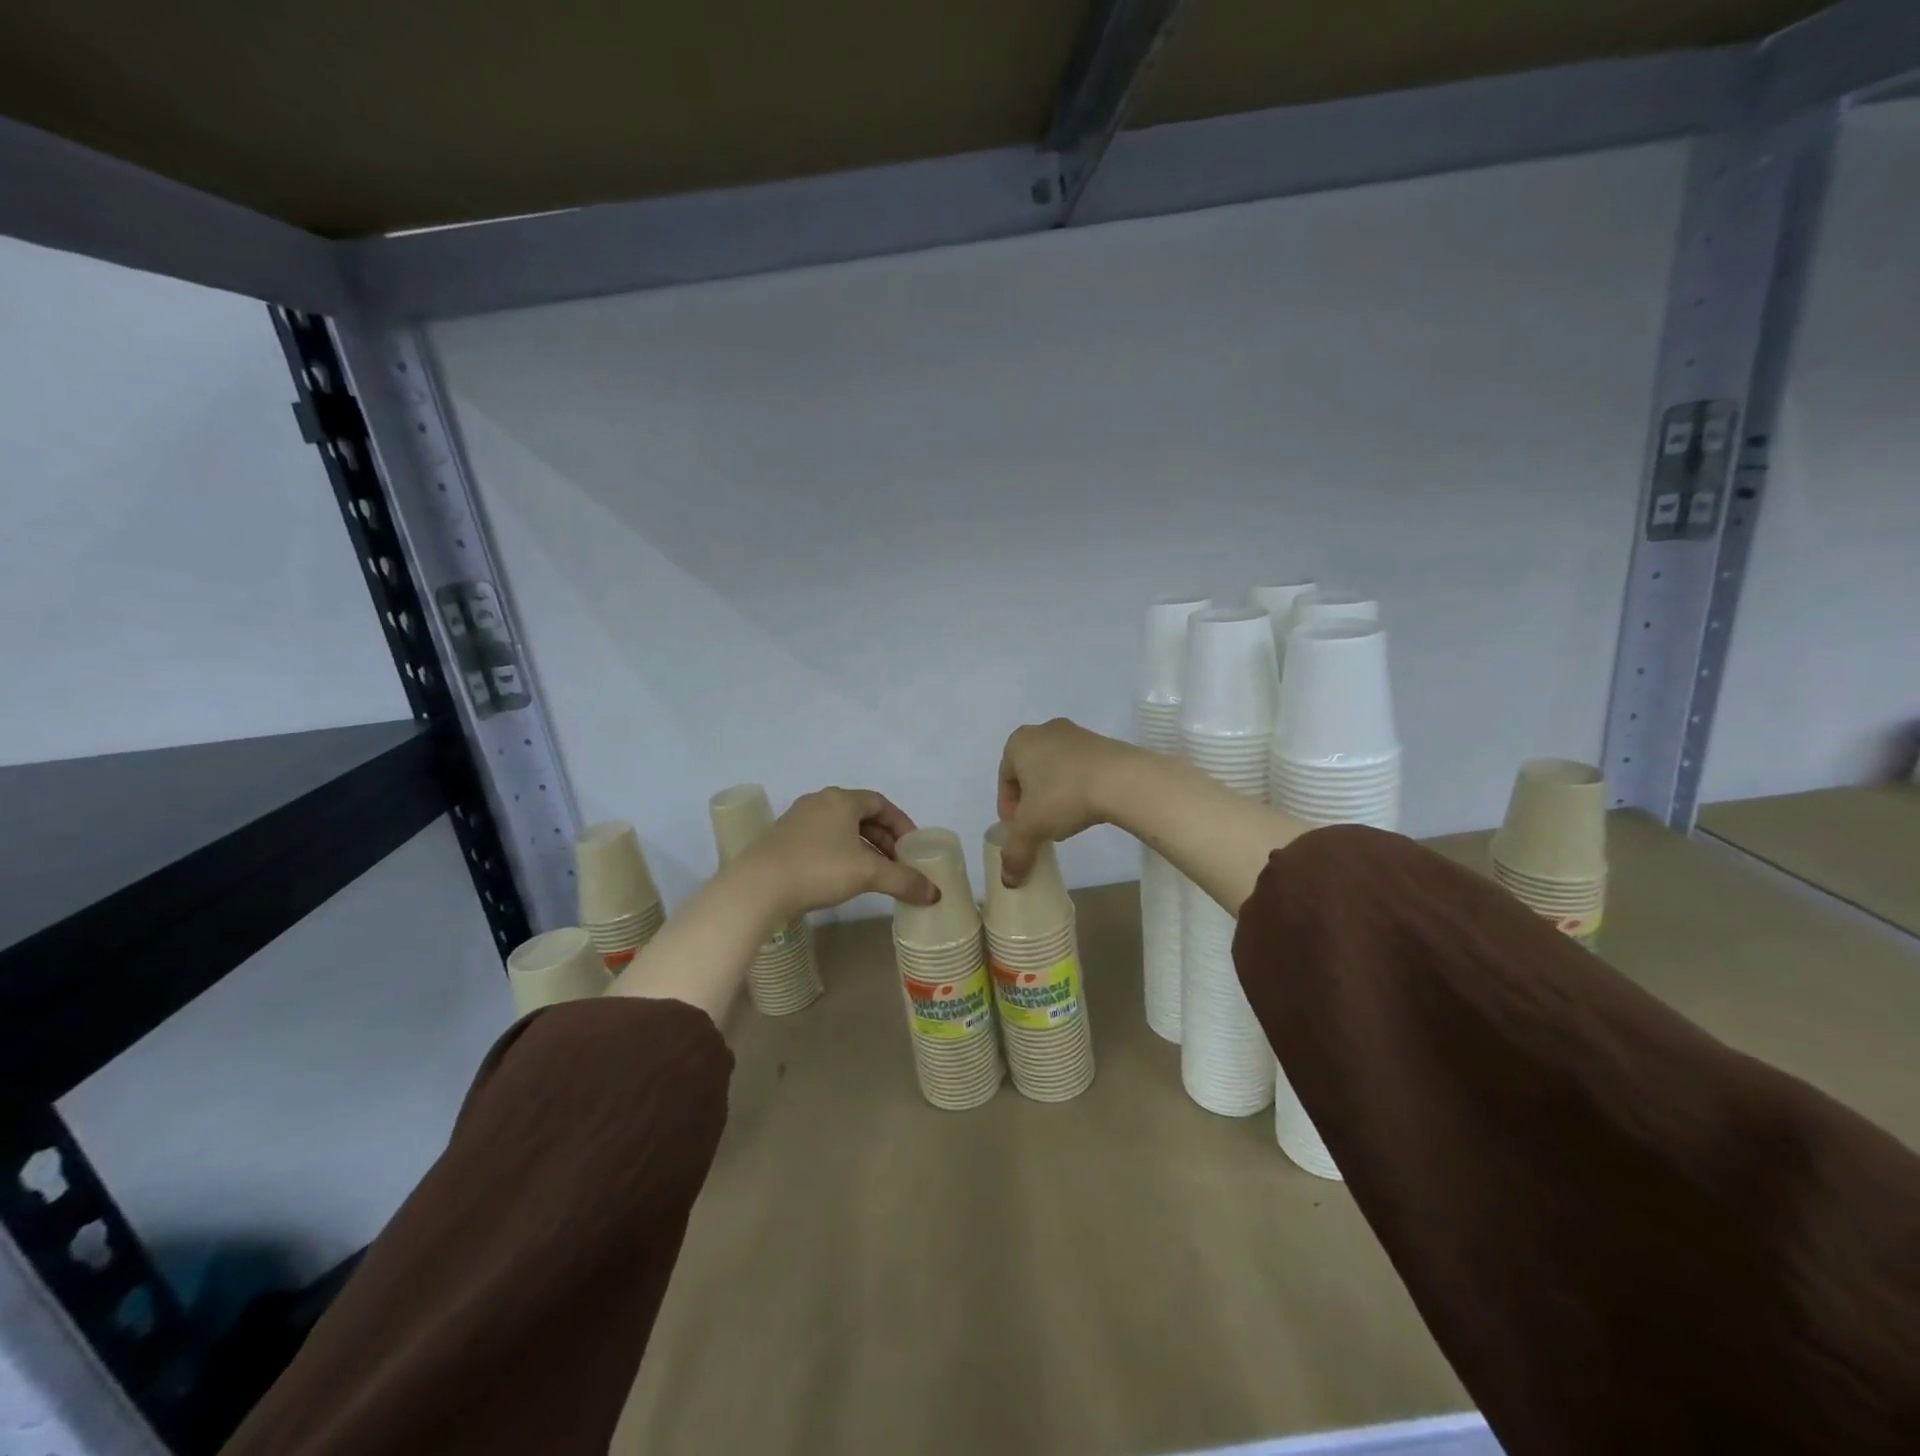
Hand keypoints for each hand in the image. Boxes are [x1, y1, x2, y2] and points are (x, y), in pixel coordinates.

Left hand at [736, 787, 937, 919]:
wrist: (757, 888)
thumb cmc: (818, 869)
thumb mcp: (868, 874)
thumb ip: (904, 880)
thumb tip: (935, 894)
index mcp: (841, 800)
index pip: (880, 803)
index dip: (901, 823)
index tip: (912, 846)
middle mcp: (819, 802)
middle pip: (861, 815)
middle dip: (884, 839)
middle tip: (898, 863)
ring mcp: (797, 820)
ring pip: (840, 829)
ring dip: (862, 848)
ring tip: (875, 873)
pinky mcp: (781, 840)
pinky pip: (822, 840)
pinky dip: (840, 853)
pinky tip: (843, 877)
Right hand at [995, 719, 1141, 884]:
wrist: (1121, 780)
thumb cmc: (1064, 796)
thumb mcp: (1031, 829)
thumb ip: (1015, 853)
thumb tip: (1009, 881)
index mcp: (1019, 743)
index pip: (1005, 779)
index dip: (1009, 809)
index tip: (1018, 830)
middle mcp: (1044, 730)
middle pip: (1030, 772)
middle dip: (1032, 800)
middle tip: (1039, 826)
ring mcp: (1077, 734)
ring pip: (1056, 769)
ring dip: (1055, 793)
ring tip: (1065, 819)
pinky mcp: (1103, 742)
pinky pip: (1081, 767)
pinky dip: (1078, 786)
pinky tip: (1087, 807)